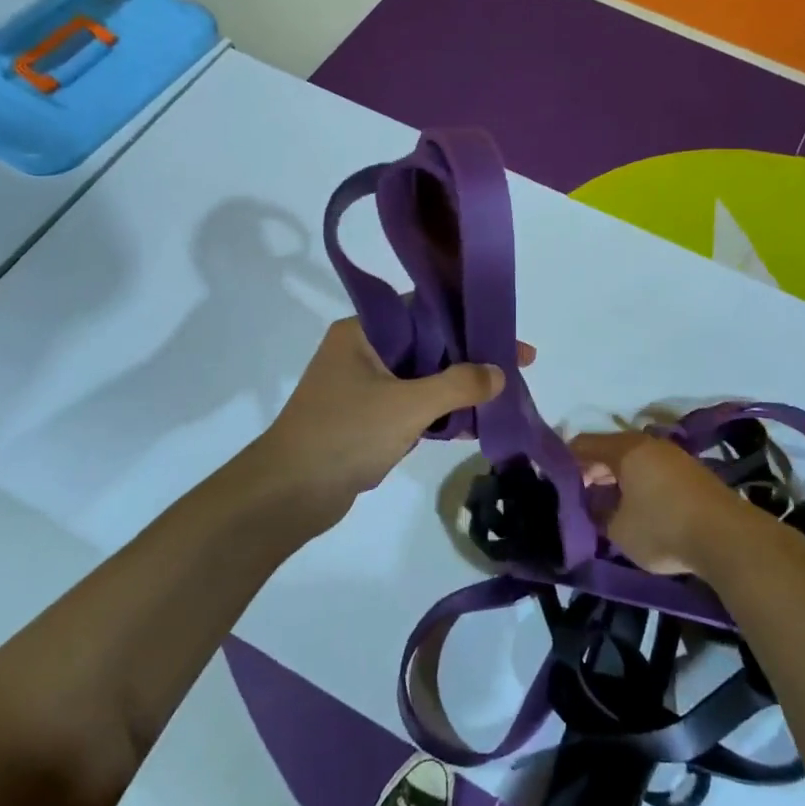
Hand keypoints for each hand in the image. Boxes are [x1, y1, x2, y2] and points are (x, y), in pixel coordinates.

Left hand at [256, 317, 531, 532]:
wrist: (288, 495)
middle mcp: (362, 351)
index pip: (423, 310)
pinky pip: (410, 405)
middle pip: (427, 344)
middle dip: (469, 356)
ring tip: (502, 396)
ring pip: (421, 377)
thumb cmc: (345, 435)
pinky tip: (471, 425)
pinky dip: (438, 412)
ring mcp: (362, 386)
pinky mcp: (365, 418)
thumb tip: (500, 372)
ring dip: (456, 387)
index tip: (505, 332)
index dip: (468, 319)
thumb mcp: (408, 405)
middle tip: (516, 366)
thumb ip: (458, 385)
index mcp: (362, 331)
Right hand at [571, 430, 771, 578]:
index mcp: (625, 449)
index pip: (582, 444)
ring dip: (615, 479)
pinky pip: (652, 472)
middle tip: (576, 497)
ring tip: (604, 505)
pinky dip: (637, 484)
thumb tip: (590, 504)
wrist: (729, 538)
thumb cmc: (663, 528)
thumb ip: (597, 513)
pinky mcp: (692, 474)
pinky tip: (635, 508)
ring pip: (633, 462)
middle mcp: (648, 444)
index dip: (564, 461)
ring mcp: (673, 457)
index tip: (553, 482)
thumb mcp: (618, 529)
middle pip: (608, 450)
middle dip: (590, 472)